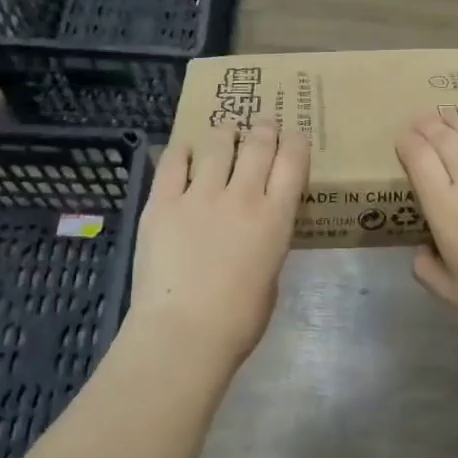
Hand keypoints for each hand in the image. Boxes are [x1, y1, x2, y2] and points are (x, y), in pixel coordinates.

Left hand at [127, 122, 308, 368]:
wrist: (183, 333)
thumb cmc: (238, 320)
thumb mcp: (271, 275)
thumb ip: (268, 241)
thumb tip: (258, 227)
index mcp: (275, 217)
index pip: (292, 161)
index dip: (295, 141)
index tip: (294, 134)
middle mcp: (241, 196)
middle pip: (257, 144)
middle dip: (263, 128)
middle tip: (262, 123)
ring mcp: (199, 196)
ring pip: (216, 144)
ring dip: (224, 133)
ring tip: (224, 132)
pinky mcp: (162, 203)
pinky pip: (173, 163)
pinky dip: (182, 151)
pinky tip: (184, 149)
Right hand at [395, 110, 457, 343]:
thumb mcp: (449, 292)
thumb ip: (426, 269)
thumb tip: (423, 251)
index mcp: (444, 206)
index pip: (419, 157)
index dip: (407, 141)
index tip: (402, 137)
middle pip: (445, 137)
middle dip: (428, 124)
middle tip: (421, 120)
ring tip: (451, 116)